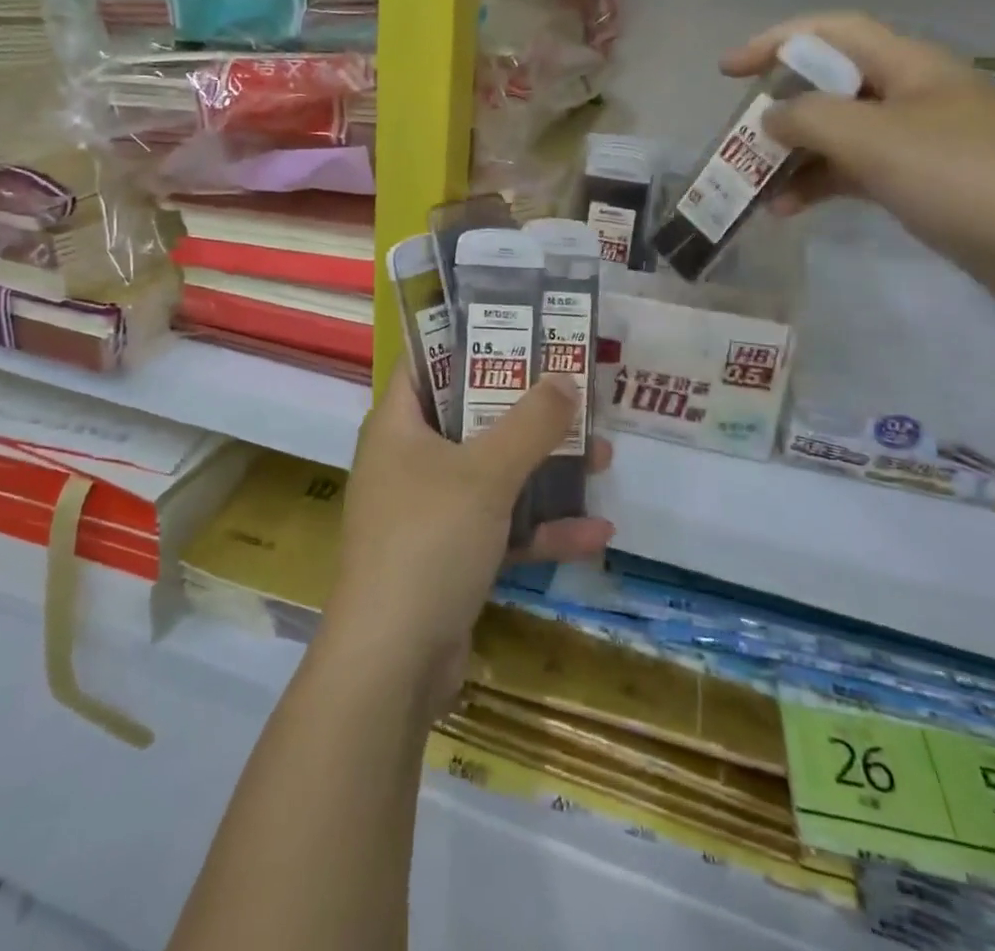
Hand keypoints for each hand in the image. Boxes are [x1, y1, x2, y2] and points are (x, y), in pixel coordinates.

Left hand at [319, 366, 614, 718]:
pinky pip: (499, 528)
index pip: (427, 364)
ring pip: (493, 474)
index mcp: (399, 427)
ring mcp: (428, 512)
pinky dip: (540, 529)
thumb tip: (565, 378)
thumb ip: (530, 423)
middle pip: (471, 418)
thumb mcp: (486, 472)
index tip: (520, 332)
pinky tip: (596, 533)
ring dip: (544, 469)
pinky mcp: (449, 557)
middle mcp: (408, 462)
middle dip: (527, 410)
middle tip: (575, 394)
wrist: (393, 662)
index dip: (469, 343)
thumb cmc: (429, 540)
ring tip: (602, 456)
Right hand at [723, 12, 994, 320]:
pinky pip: (858, 172)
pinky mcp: (926, 183)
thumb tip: (771, 116)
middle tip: (738, 142)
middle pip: (830, 86)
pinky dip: (822, 185)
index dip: (774, 42)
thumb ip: (812, 119)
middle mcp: (913, 94)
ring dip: (794, 156)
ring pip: (840, 134)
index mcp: (909, 66)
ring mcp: (921, 141)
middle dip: (779, 109)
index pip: (830, 33)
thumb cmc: (970, 178)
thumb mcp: (879, 141)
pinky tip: (791, 210)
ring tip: (755, 189)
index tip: (728, 72)